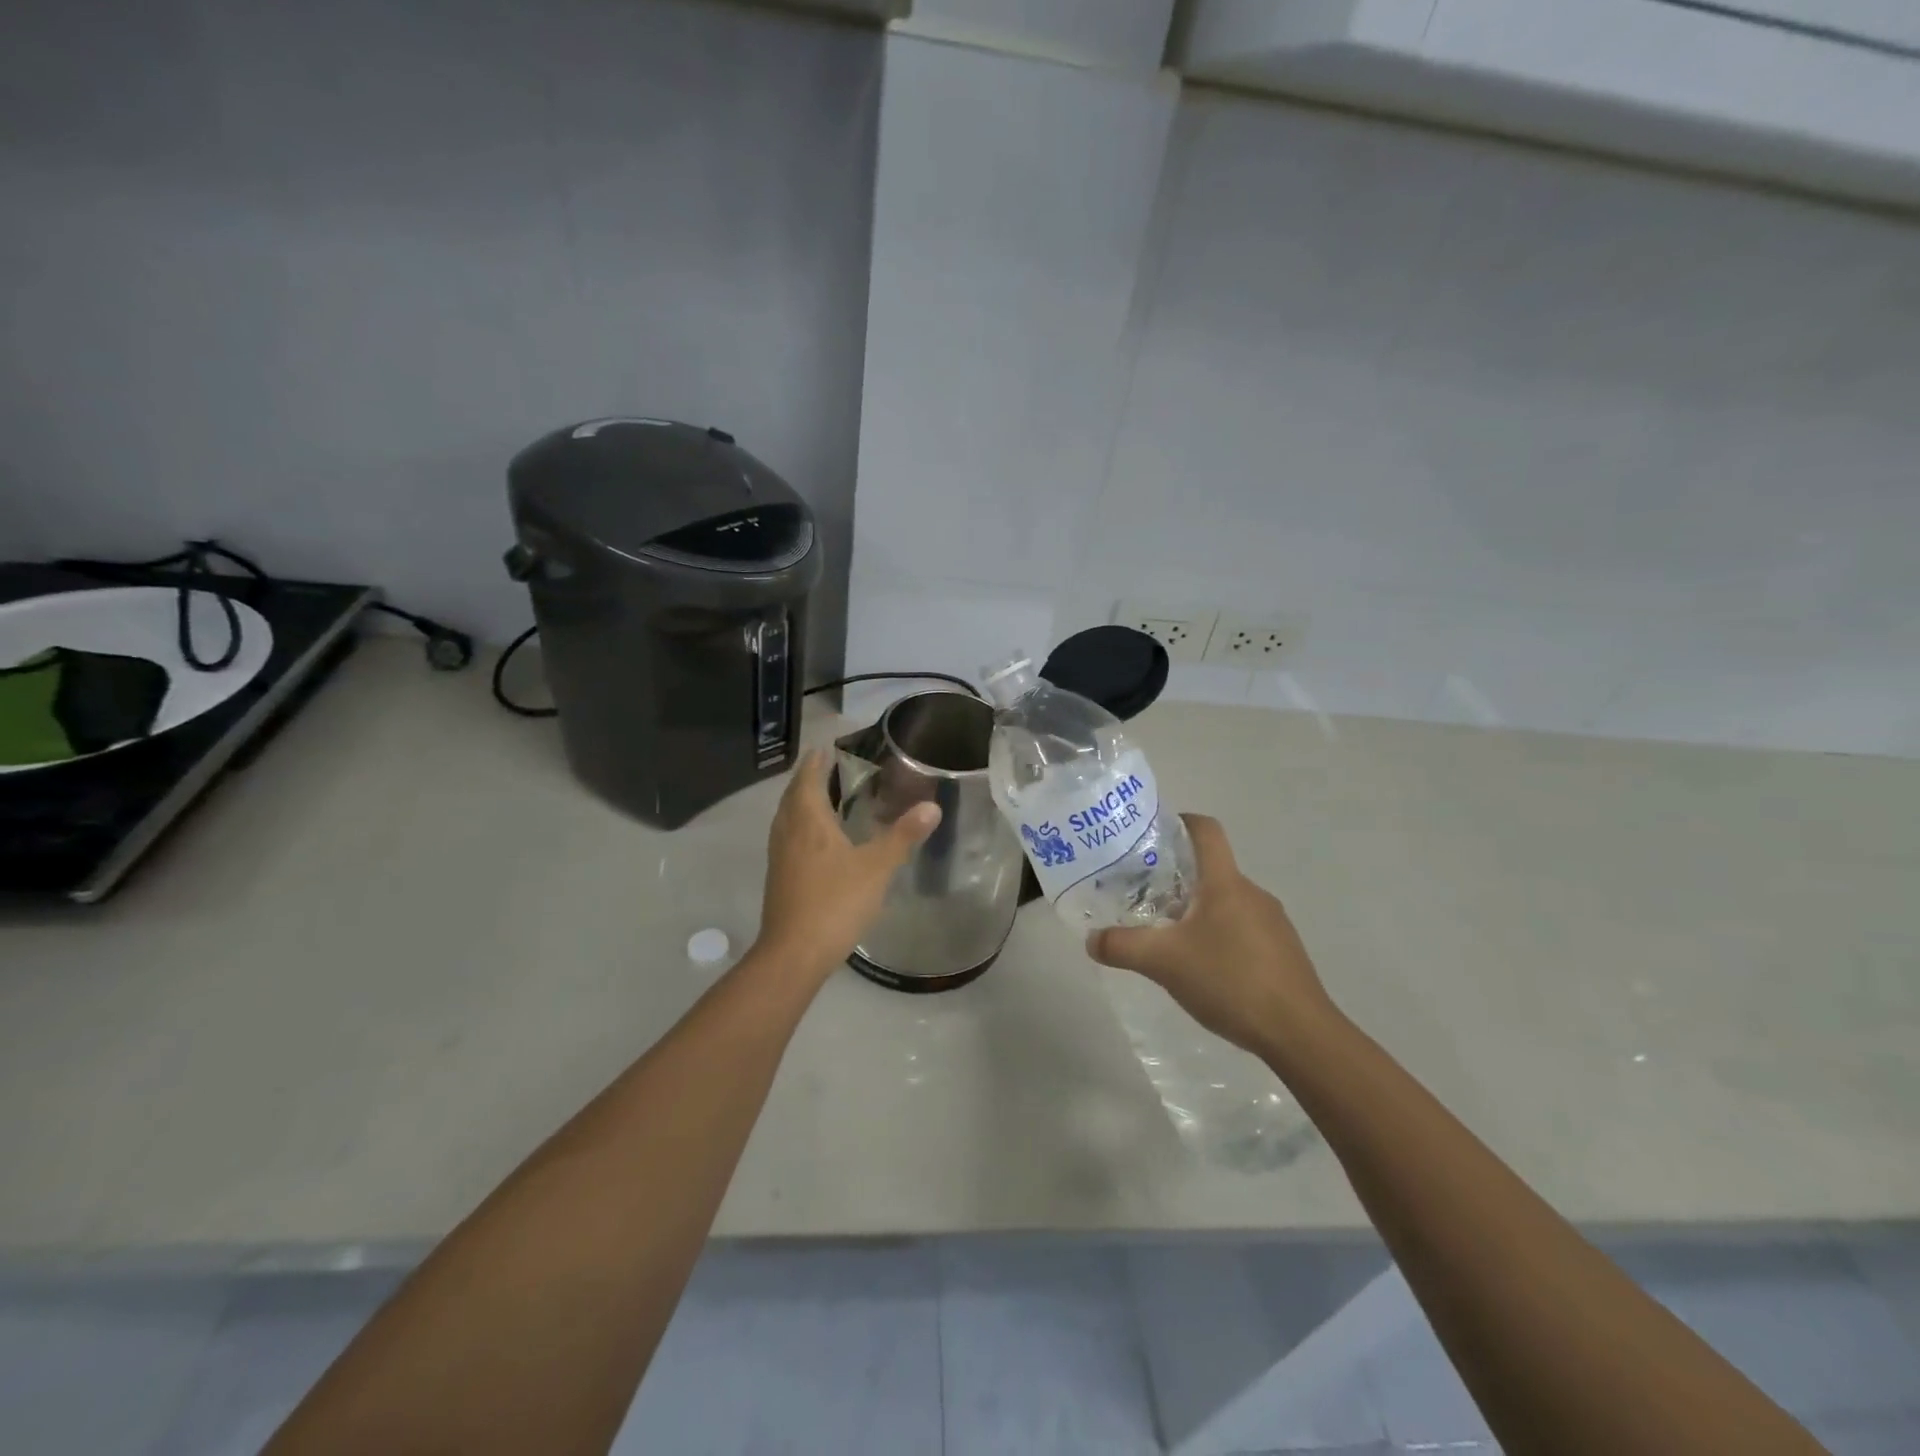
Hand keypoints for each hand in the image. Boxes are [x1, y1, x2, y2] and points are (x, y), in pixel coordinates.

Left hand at [755, 749, 940, 980]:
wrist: (794, 954)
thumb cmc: (835, 902)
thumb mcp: (877, 867)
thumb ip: (903, 836)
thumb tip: (932, 806)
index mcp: (808, 821)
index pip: (807, 779)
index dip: (816, 762)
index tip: (825, 748)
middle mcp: (788, 832)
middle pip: (793, 796)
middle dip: (807, 779)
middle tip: (827, 769)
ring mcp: (779, 856)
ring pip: (786, 818)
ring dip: (800, 803)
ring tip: (822, 798)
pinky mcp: (779, 878)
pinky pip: (788, 838)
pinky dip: (800, 826)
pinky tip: (817, 841)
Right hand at [1086, 815, 1335, 1062]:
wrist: (1300, 1033)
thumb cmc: (1231, 981)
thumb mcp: (1164, 963)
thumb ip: (1122, 946)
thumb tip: (1092, 940)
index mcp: (1225, 883)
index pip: (1205, 830)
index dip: (1179, 821)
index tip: (1151, 834)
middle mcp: (1252, 893)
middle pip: (1210, 869)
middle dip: (1175, 877)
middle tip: (1142, 896)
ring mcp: (1272, 922)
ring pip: (1225, 901)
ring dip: (1196, 910)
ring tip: (1167, 936)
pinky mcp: (1282, 951)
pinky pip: (1241, 928)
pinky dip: (1217, 935)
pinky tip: (1202, 967)